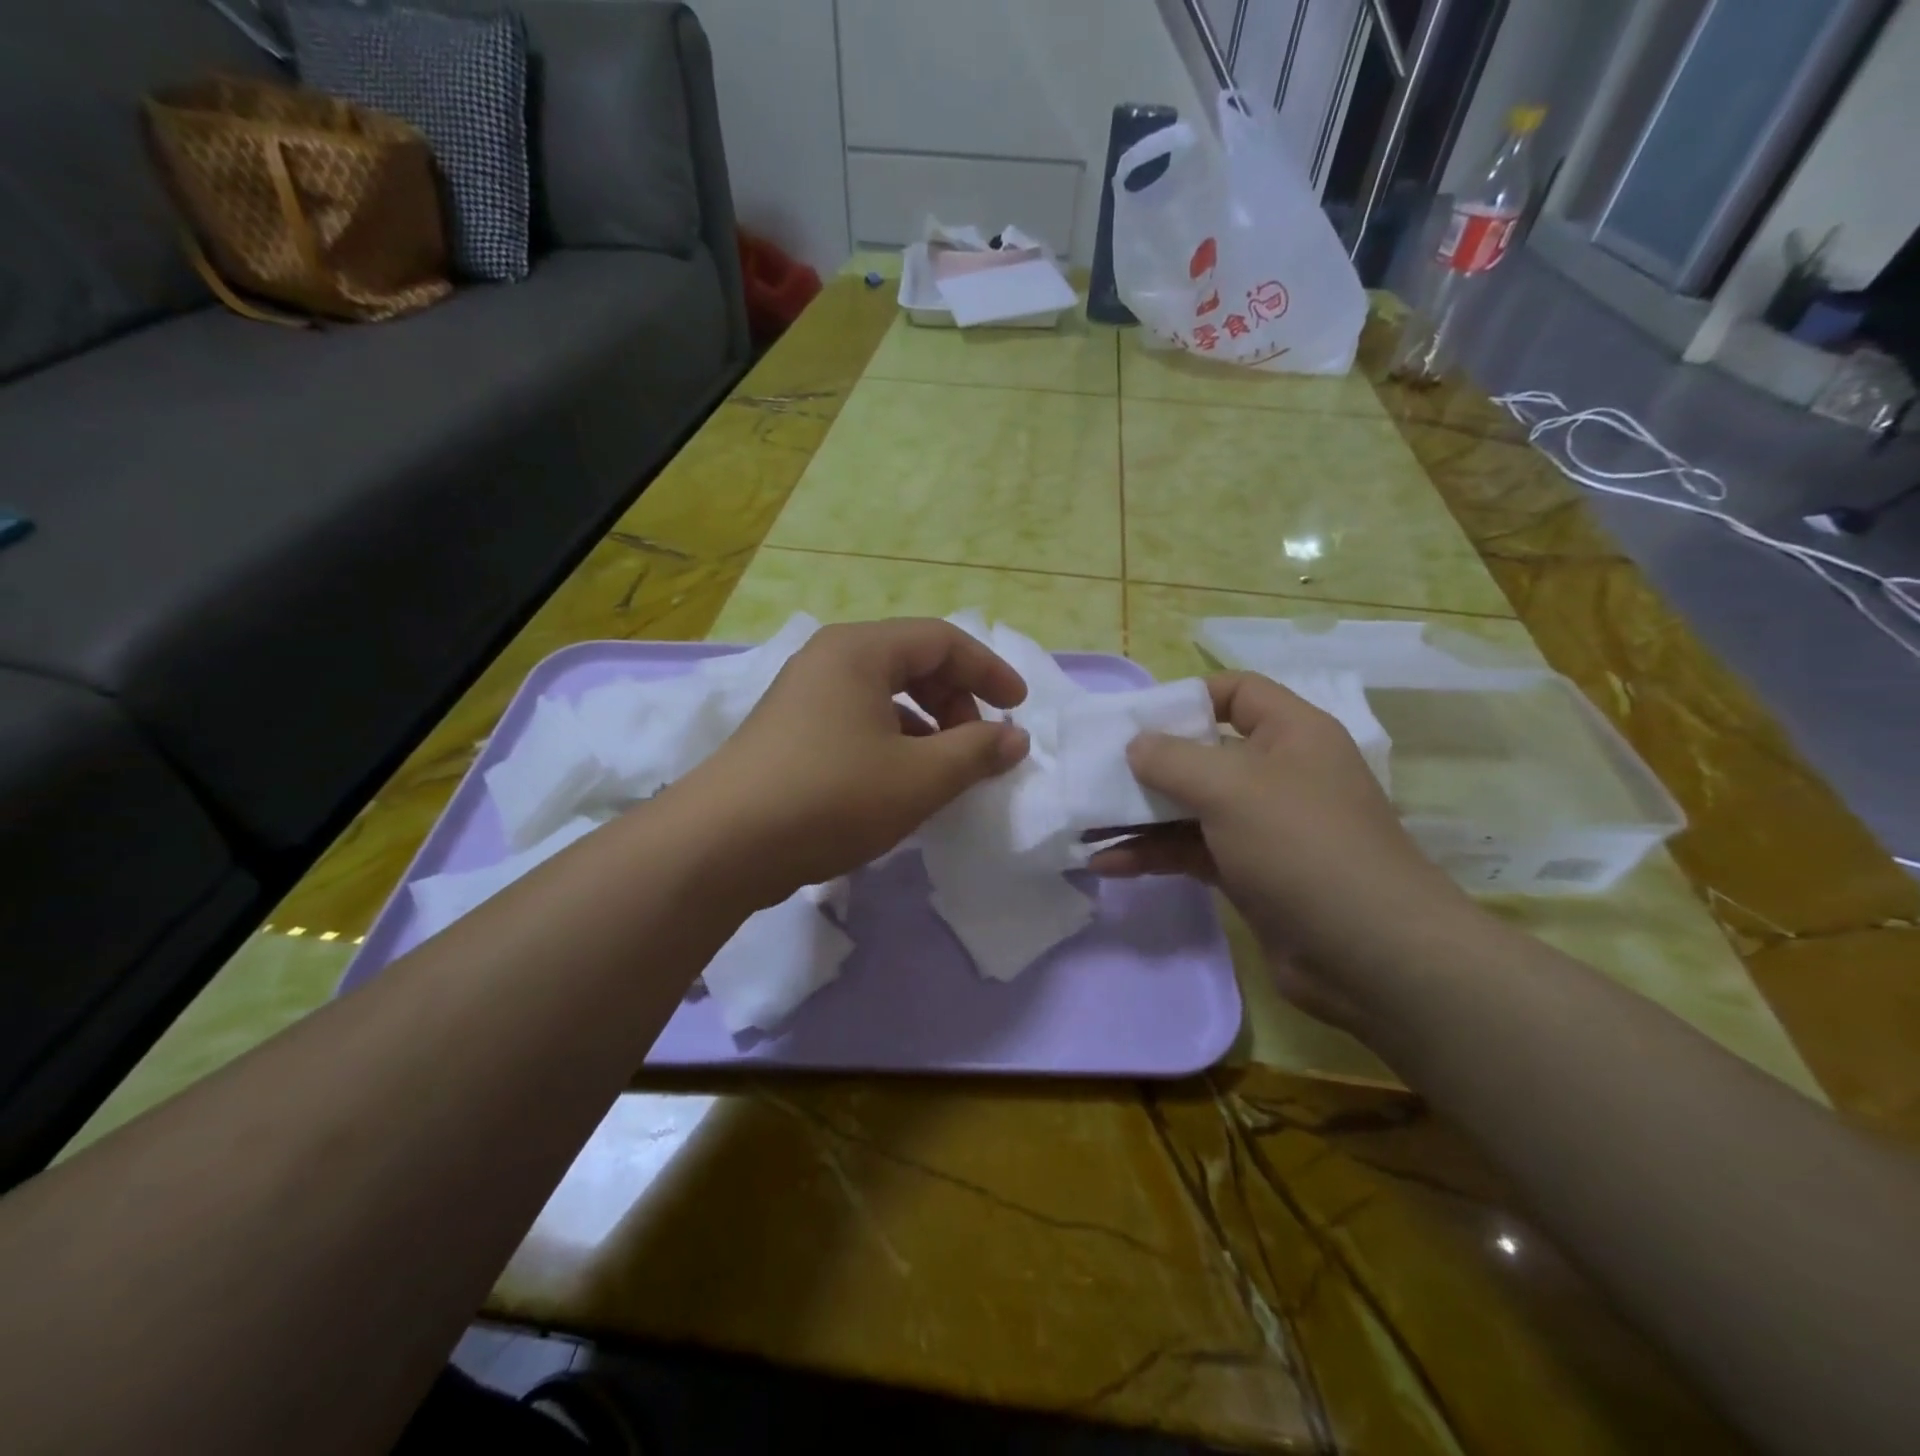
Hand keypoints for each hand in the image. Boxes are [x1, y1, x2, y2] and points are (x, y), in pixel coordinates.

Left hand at [684, 619, 1030, 904]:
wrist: (721, 846)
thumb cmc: (831, 797)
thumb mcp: (919, 777)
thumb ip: (976, 752)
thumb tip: (1015, 737)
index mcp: (860, 650)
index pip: (942, 640)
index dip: (988, 670)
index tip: (1019, 707)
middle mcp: (829, 659)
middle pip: (912, 662)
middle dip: (956, 700)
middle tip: (977, 745)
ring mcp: (803, 696)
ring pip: (884, 695)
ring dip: (926, 726)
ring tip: (944, 771)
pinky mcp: (789, 733)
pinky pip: (857, 721)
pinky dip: (892, 743)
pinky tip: (899, 785)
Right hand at [1090, 672, 1475, 1031]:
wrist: (1370, 954)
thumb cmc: (1303, 845)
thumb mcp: (1231, 788)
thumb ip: (1172, 759)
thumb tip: (1134, 745)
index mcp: (1291, 734)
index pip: (1237, 693)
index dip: (1187, 698)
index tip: (1135, 720)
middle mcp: (1277, 773)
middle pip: (1202, 753)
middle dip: (1147, 764)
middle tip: (1092, 773)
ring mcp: (1262, 826)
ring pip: (1190, 807)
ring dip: (1139, 815)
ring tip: (1084, 822)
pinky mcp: (1248, 873)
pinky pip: (1191, 850)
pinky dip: (1152, 853)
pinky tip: (1107, 863)